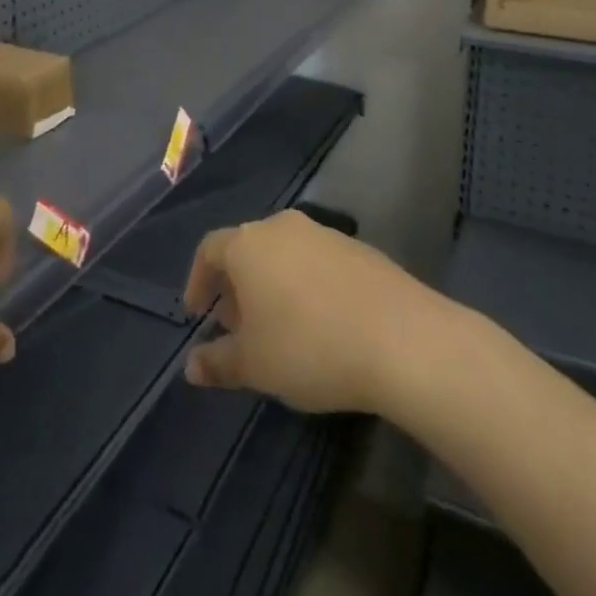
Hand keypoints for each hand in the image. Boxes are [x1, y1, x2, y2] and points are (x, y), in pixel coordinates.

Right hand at [182, 209, 448, 413]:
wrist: (404, 339)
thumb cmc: (310, 347)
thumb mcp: (255, 365)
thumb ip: (218, 362)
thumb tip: (191, 367)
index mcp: (247, 245)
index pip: (208, 250)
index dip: (197, 280)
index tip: (197, 313)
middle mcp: (282, 227)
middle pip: (247, 249)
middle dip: (236, 286)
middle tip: (238, 326)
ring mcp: (324, 234)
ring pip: (284, 254)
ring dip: (273, 285)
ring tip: (280, 327)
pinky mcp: (360, 249)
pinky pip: (318, 263)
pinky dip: (308, 286)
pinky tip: (323, 323)